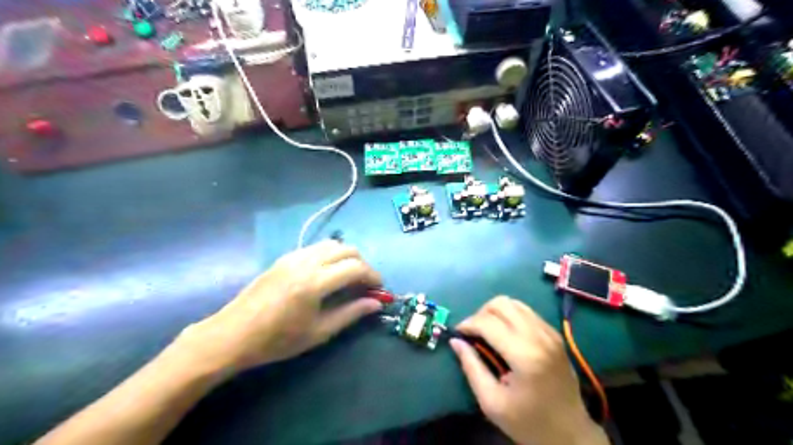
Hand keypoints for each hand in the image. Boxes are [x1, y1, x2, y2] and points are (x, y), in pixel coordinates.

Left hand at [175, 241, 383, 372]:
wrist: (232, 334)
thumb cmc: (277, 340)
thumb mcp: (318, 332)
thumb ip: (350, 314)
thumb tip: (376, 303)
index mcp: (316, 282)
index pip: (356, 267)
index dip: (373, 276)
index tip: (379, 289)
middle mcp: (307, 261)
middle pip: (347, 249)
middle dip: (362, 263)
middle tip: (365, 284)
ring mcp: (294, 256)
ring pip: (331, 244)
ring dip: (346, 257)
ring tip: (348, 278)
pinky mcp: (285, 258)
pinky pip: (316, 248)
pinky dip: (330, 255)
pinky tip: (327, 274)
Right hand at [448, 296, 608, 444]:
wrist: (571, 433)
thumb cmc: (528, 422)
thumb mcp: (492, 402)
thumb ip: (471, 367)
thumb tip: (455, 341)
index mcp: (524, 355)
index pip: (488, 322)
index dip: (468, 324)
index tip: (458, 333)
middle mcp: (539, 336)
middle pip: (501, 304)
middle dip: (480, 314)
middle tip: (473, 333)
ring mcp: (550, 333)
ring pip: (514, 303)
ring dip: (495, 312)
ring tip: (487, 331)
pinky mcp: (555, 334)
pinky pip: (527, 311)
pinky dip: (510, 315)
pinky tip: (505, 334)